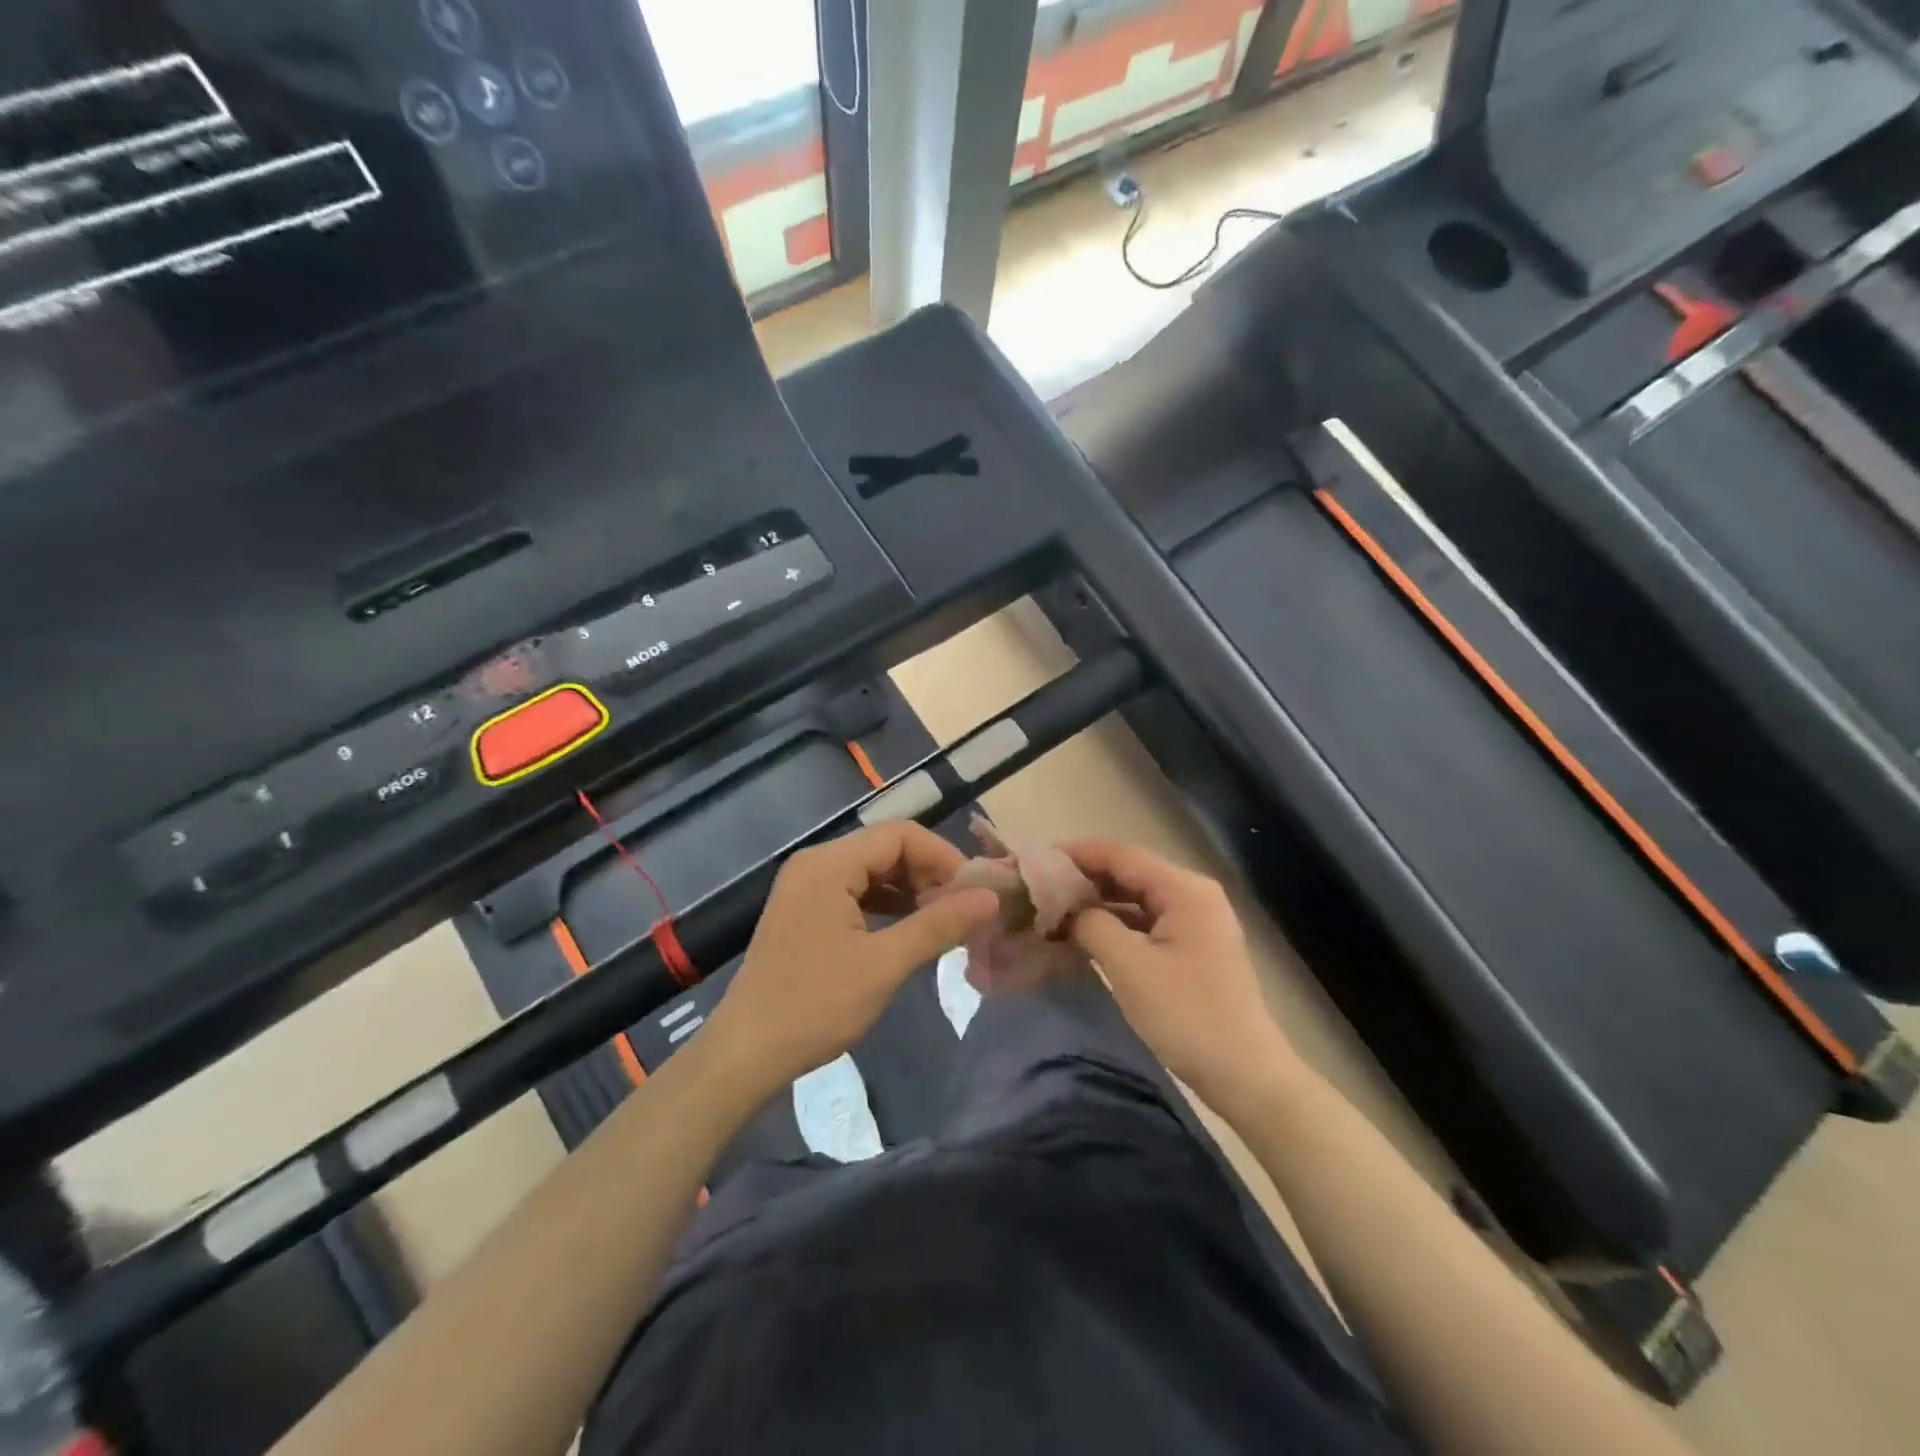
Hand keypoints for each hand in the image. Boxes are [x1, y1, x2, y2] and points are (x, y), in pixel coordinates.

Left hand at [702, 823, 999, 1101]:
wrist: (745, 1053)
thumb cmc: (815, 1004)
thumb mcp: (885, 964)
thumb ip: (938, 924)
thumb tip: (990, 898)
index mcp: (829, 864)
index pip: (900, 835)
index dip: (942, 857)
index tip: (973, 893)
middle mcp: (815, 863)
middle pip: (885, 848)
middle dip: (927, 873)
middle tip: (960, 910)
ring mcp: (805, 887)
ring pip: (871, 870)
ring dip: (909, 889)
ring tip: (940, 921)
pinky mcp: (803, 911)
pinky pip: (854, 891)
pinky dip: (885, 904)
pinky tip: (906, 930)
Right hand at [1065, 841, 1300, 1115]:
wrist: (1247, 1077)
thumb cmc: (1188, 1016)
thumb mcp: (1130, 967)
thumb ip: (1092, 925)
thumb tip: (1068, 909)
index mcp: (1184, 889)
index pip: (1121, 855)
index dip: (1077, 855)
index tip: (1036, 863)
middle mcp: (1193, 895)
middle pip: (1129, 873)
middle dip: (1084, 879)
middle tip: (1039, 890)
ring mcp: (1196, 922)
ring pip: (1136, 899)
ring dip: (1098, 904)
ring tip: (1054, 911)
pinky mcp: (1193, 948)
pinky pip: (1146, 923)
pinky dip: (1116, 925)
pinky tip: (1086, 936)